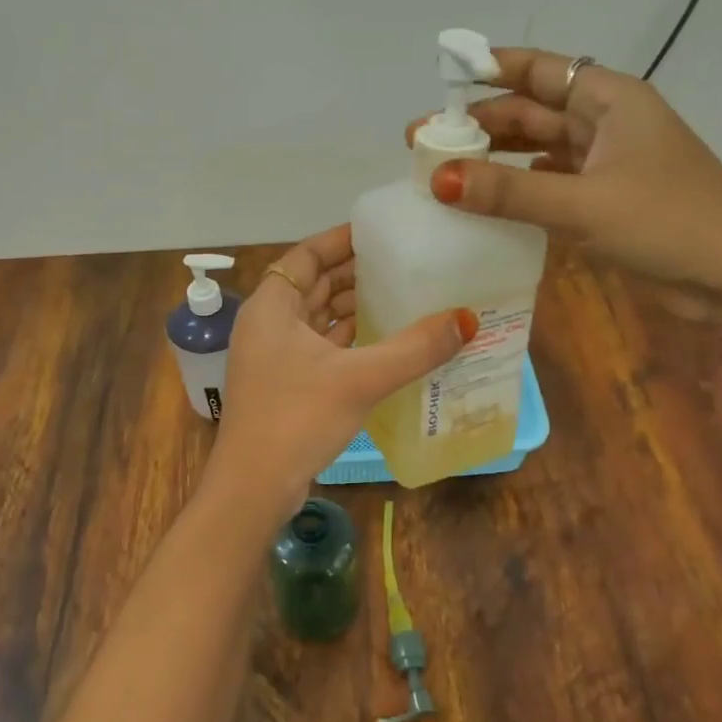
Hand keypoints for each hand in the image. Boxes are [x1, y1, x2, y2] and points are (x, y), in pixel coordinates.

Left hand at [207, 225, 474, 506]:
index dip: (342, 240)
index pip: (307, 255)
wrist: (254, 487)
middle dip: (354, 274)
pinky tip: (383, 341)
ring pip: (317, 319)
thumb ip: (414, 348)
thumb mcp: (360, 379)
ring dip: (352, 308)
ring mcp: (273, 357)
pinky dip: (348, 340)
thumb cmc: (297, 418)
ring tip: (400, 296)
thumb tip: (467, 319)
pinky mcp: (284, 385)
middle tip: (403, 263)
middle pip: (313, 285)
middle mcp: (267, 324)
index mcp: (271, 307)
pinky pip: (320, 347)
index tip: (381, 233)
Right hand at [408, 48, 721, 316]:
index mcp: (609, 100)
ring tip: (442, 171)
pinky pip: (549, 185)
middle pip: (532, 112)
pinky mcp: (605, 202)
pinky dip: (517, 190)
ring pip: (537, 151)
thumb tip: (439, 178)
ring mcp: (605, 165)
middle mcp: (605, 124)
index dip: (490, 69)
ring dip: (494, 159)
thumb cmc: (668, 223)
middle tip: (422, 143)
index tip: (441, 79)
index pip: (540, 69)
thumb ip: (509, 191)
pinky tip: (484, 202)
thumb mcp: (583, 204)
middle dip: (479, 124)